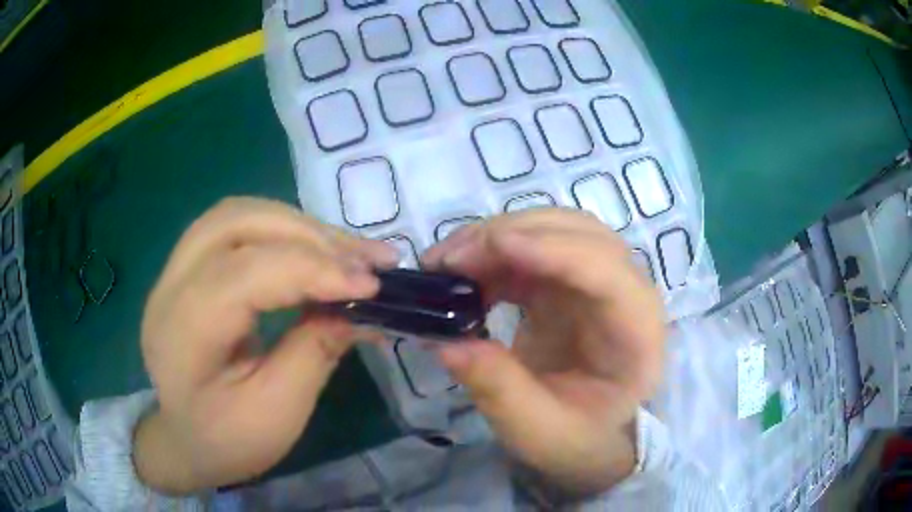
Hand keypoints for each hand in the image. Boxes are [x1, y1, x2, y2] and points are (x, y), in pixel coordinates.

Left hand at [133, 198, 397, 494]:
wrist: (183, 441)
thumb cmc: (226, 440)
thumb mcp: (277, 413)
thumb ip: (314, 353)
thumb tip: (358, 308)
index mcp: (184, 329)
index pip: (246, 272)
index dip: (312, 270)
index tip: (372, 285)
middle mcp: (171, 284)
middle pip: (238, 223)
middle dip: (309, 235)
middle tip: (365, 259)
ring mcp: (175, 270)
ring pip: (238, 214)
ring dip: (297, 226)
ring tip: (346, 250)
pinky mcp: (188, 269)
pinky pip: (235, 228)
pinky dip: (280, 231)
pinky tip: (311, 251)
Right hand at [423, 208, 665, 497]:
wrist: (592, 434)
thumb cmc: (579, 437)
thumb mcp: (537, 430)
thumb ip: (498, 389)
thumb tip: (444, 342)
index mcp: (637, 331)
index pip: (606, 271)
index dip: (552, 250)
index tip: (492, 246)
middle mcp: (626, 291)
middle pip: (578, 234)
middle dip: (512, 234)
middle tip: (449, 259)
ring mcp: (598, 280)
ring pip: (553, 230)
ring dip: (497, 236)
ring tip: (446, 263)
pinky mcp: (570, 281)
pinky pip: (533, 248)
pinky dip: (494, 252)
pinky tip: (463, 273)